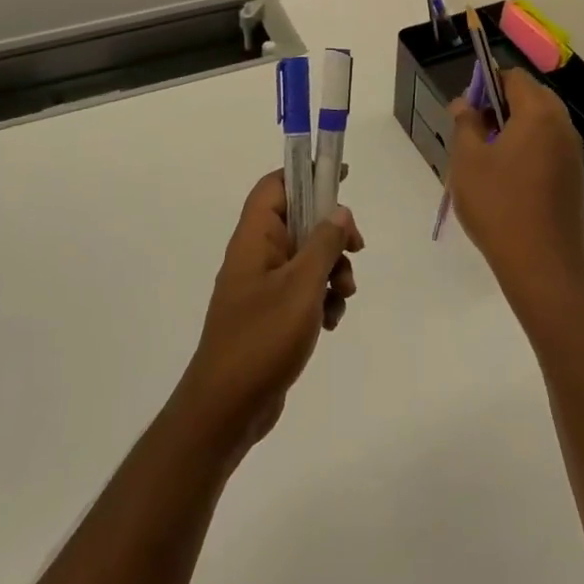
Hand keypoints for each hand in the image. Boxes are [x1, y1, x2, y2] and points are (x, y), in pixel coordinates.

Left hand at [176, 171, 362, 460]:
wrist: (227, 409)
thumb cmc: (262, 339)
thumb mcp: (301, 286)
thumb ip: (324, 244)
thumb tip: (339, 211)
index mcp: (254, 238)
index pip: (276, 186)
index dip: (306, 174)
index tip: (342, 177)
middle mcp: (257, 255)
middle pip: (300, 221)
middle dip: (332, 235)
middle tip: (357, 249)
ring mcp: (263, 286)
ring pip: (307, 258)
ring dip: (333, 271)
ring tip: (343, 296)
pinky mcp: (271, 314)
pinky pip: (304, 290)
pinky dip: (322, 299)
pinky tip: (331, 322)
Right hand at [448, 69, 583, 318]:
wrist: (543, 265)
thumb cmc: (499, 205)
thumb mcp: (468, 161)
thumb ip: (465, 123)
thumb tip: (464, 102)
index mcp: (539, 113)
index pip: (514, 77)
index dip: (487, 83)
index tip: (467, 108)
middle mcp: (562, 127)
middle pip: (531, 98)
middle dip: (500, 107)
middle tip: (473, 133)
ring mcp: (573, 154)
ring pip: (540, 125)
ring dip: (514, 130)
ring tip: (486, 159)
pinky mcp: (574, 179)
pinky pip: (548, 149)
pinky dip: (528, 151)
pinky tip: (507, 181)